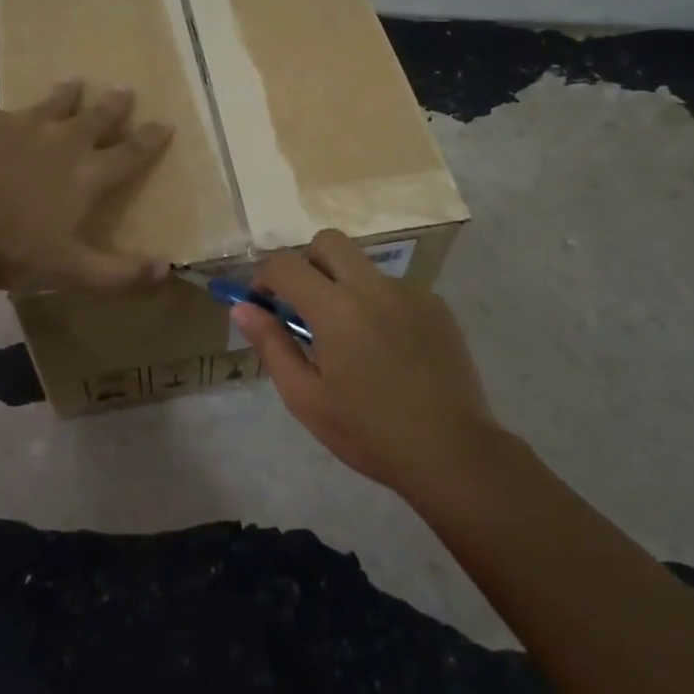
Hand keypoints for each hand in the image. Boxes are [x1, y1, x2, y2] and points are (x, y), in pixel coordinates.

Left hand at [0, 80, 172, 291]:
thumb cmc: (12, 248)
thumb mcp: (71, 270)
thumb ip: (120, 272)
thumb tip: (166, 268)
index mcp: (89, 175)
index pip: (131, 152)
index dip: (150, 138)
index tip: (165, 123)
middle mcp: (65, 141)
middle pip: (98, 117)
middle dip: (116, 105)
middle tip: (126, 89)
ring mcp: (26, 126)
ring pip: (56, 103)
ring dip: (70, 93)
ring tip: (76, 82)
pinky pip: (13, 112)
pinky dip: (22, 112)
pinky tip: (16, 114)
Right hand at [232, 229, 501, 498]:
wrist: (451, 452)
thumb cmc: (368, 433)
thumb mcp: (306, 398)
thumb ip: (271, 345)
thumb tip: (242, 307)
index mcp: (336, 309)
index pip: (286, 263)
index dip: (266, 277)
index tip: (266, 304)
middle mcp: (373, 287)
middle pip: (329, 242)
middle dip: (307, 263)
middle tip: (307, 307)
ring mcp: (410, 292)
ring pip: (364, 267)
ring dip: (346, 287)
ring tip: (355, 341)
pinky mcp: (437, 305)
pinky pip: (395, 290)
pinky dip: (380, 306)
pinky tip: (390, 351)